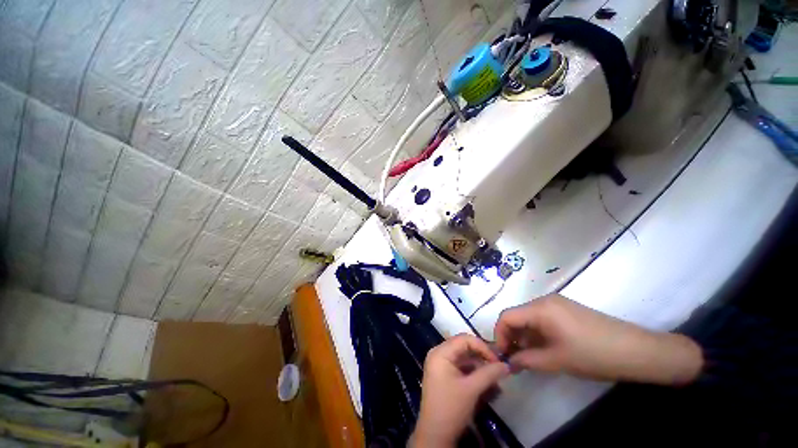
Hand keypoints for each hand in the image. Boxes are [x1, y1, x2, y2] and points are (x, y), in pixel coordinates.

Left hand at [410, 334, 509, 446]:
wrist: (434, 435)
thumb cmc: (451, 408)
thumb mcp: (471, 389)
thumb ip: (489, 373)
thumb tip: (507, 365)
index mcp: (440, 352)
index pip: (464, 339)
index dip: (482, 347)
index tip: (497, 361)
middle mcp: (438, 353)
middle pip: (463, 347)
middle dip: (482, 355)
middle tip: (498, 366)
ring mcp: (440, 364)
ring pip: (463, 357)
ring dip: (479, 365)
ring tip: (494, 376)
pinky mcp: (443, 374)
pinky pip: (460, 366)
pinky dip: (473, 372)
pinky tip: (485, 381)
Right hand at [495, 294, 702, 384]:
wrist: (638, 351)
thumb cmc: (594, 355)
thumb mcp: (556, 361)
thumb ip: (526, 361)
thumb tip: (507, 362)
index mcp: (540, 308)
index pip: (507, 317)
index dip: (499, 335)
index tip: (502, 355)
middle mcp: (544, 300)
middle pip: (517, 316)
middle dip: (512, 337)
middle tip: (514, 359)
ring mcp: (556, 304)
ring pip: (529, 318)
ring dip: (524, 336)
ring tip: (528, 357)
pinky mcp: (566, 310)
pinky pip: (542, 319)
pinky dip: (536, 333)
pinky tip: (543, 348)